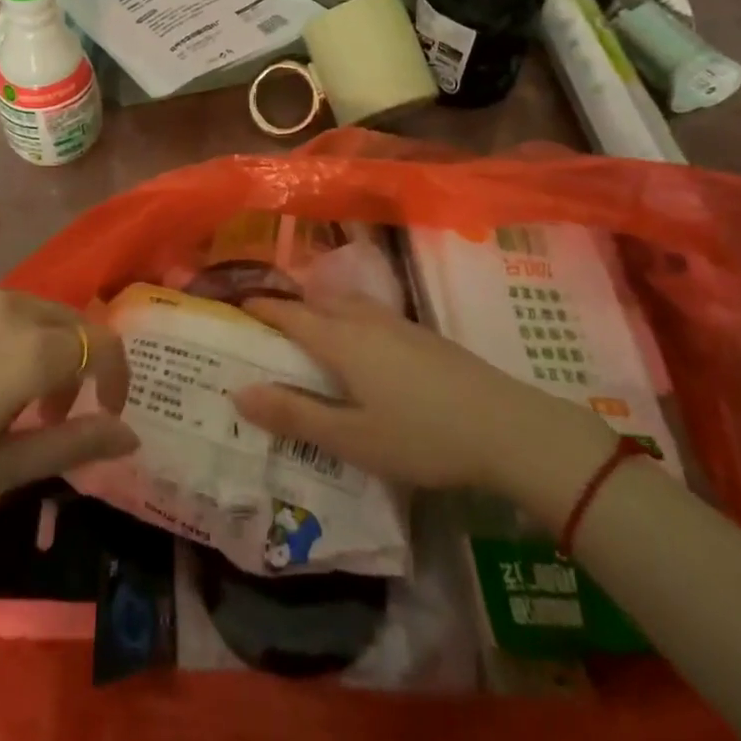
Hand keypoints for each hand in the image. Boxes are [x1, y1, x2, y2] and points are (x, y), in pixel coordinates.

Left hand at [0, 285, 137, 519]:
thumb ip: (72, 444)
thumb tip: (130, 433)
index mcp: (30, 348)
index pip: (102, 344)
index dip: (116, 376)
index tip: (105, 411)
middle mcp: (8, 306)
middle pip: (68, 322)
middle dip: (76, 364)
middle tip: (48, 413)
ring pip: (28, 310)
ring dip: (36, 346)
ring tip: (1, 395)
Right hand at [230, 295, 617, 524]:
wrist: (505, 426)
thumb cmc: (421, 435)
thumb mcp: (351, 438)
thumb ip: (294, 415)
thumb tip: (239, 392)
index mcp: (341, 340)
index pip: (289, 314)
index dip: (261, 308)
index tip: (235, 306)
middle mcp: (365, 321)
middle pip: (317, 302)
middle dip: (289, 307)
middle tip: (266, 326)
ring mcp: (397, 324)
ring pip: (346, 305)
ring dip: (321, 310)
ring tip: (308, 332)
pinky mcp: (422, 335)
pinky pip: (369, 315)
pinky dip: (348, 319)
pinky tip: (359, 347)